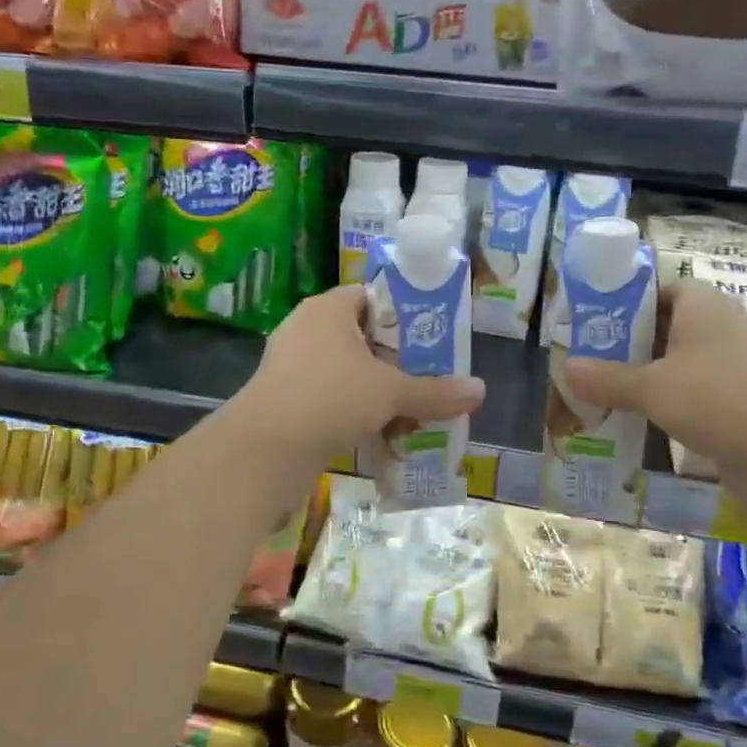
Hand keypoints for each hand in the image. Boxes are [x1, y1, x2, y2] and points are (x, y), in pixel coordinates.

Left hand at [235, 286, 486, 466]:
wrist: (265, 450)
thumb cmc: (331, 398)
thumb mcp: (391, 393)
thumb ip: (435, 391)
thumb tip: (481, 390)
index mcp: (327, 309)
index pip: (370, 297)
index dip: (402, 315)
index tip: (429, 339)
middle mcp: (305, 329)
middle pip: (360, 336)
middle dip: (393, 360)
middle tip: (425, 378)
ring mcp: (289, 364)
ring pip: (344, 370)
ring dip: (373, 390)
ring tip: (406, 410)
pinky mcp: (282, 398)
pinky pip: (326, 396)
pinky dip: (350, 410)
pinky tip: (375, 433)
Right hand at [563, 280, 746, 461]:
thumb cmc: (714, 399)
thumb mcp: (650, 388)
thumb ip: (607, 378)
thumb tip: (566, 368)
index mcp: (702, 306)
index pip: (663, 289)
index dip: (629, 302)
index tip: (596, 324)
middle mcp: (719, 329)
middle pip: (666, 329)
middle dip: (630, 345)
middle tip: (590, 361)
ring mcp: (732, 368)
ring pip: (679, 365)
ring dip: (647, 378)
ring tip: (604, 393)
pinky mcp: (738, 403)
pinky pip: (692, 396)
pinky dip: (667, 405)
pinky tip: (637, 422)